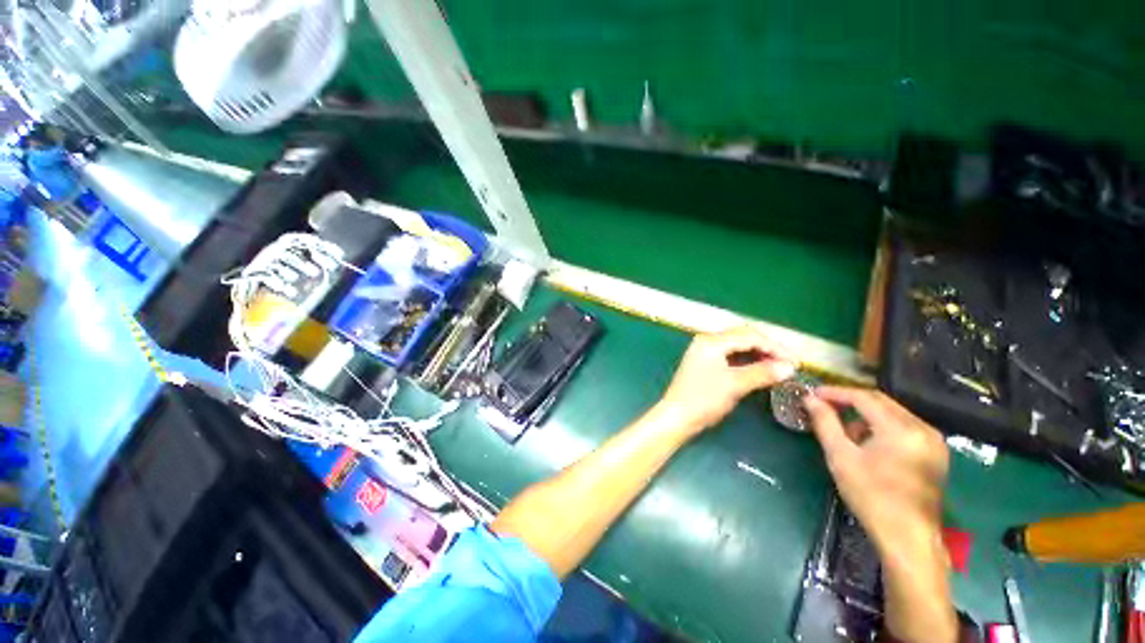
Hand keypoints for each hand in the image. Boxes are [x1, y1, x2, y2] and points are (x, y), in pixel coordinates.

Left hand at [657, 326, 795, 436]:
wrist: (677, 416)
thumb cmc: (704, 399)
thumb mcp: (735, 385)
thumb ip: (762, 373)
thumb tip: (789, 367)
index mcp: (712, 341)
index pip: (750, 336)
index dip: (775, 347)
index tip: (796, 362)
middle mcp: (707, 340)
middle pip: (743, 337)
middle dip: (768, 348)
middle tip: (789, 363)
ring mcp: (704, 351)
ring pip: (738, 346)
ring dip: (758, 354)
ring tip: (778, 367)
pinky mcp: (705, 362)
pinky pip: (730, 355)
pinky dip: (747, 360)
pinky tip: (760, 369)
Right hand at [804, 387, 948, 551]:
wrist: (908, 538)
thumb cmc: (871, 496)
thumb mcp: (841, 457)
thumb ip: (825, 423)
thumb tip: (810, 399)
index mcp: (901, 429)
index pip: (864, 397)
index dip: (835, 392)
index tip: (813, 393)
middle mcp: (923, 428)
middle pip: (881, 402)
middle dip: (850, 402)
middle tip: (823, 405)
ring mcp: (933, 441)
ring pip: (892, 413)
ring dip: (866, 415)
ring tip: (844, 431)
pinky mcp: (935, 452)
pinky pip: (904, 427)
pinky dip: (882, 427)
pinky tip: (868, 444)